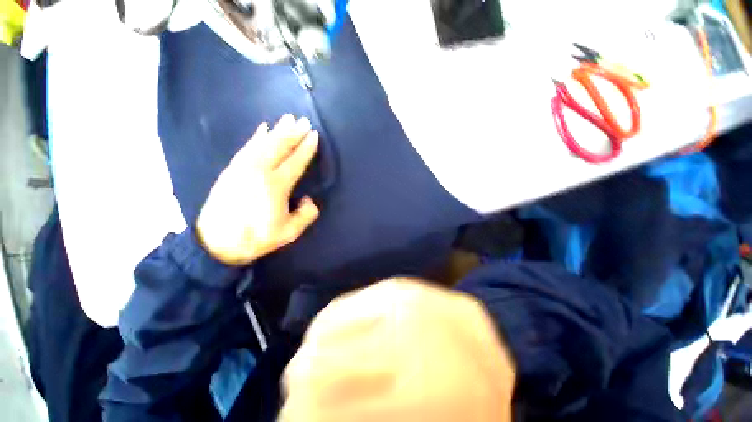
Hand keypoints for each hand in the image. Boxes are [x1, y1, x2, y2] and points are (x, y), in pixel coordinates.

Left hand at [196, 115, 319, 265]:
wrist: (216, 243)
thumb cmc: (256, 238)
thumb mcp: (289, 232)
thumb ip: (306, 215)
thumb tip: (309, 199)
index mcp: (275, 186)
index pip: (295, 162)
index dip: (306, 148)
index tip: (314, 136)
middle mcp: (259, 171)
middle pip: (279, 147)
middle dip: (293, 133)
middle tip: (303, 120)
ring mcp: (243, 167)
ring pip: (263, 143)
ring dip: (277, 130)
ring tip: (287, 119)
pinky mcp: (232, 169)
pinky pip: (247, 148)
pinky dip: (256, 137)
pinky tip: (262, 128)